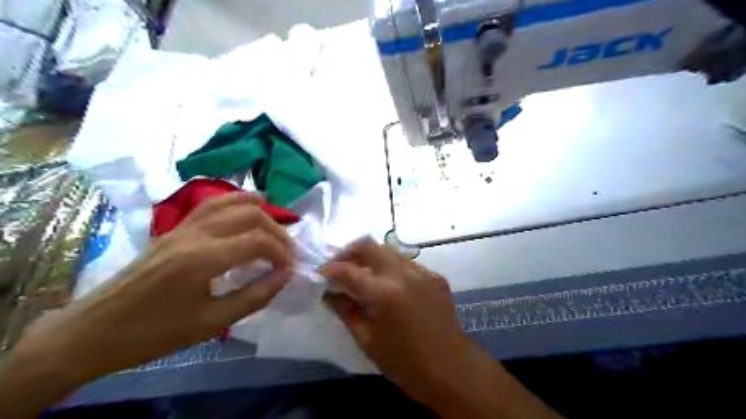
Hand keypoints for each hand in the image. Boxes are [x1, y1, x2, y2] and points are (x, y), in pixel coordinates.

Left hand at [13, 193, 293, 382]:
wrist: (93, 331)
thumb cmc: (153, 333)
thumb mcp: (211, 324)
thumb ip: (255, 296)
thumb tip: (285, 276)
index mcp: (202, 259)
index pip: (258, 241)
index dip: (283, 253)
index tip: (291, 270)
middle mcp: (194, 234)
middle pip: (249, 215)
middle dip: (277, 231)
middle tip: (286, 253)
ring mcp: (182, 228)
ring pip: (230, 202)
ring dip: (258, 210)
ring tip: (275, 223)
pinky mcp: (174, 230)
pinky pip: (210, 205)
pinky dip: (234, 202)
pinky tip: (245, 209)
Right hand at [322, 240, 470, 396]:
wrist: (449, 368)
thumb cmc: (403, 362)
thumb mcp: (367, 339)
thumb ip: (346, 310)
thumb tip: (330, 293)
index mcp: (383, 293)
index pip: (348, 270)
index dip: (330, 269)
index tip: (322, 272)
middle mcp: (403, 274)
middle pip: (370, 246)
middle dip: (350, 252)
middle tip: (341, 265)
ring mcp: (422, 272)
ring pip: (389, 251)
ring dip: (372, 258)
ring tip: (364, 273)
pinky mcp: (435, 276)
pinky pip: (407, 263)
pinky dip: (392, 268)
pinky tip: (390, 285)